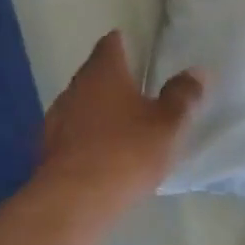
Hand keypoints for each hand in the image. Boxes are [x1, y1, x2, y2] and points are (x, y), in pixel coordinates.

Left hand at [40, 31, 204, 212]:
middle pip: (95, 73)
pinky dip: (88, 137)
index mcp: (102, 72)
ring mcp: (56, 118)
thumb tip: (196, 72)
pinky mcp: (48, 149)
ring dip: (100, 110)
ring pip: (82, 104)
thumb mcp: (168, 124)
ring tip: (124, 126)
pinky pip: (73, 133)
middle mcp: (74, 87)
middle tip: (141, 92)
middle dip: (115, 80)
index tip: (141, 53)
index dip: (126, 44)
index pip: (111, 43)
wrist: (75, 201)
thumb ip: (183, 96)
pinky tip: (104, 154)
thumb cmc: (126, 152)